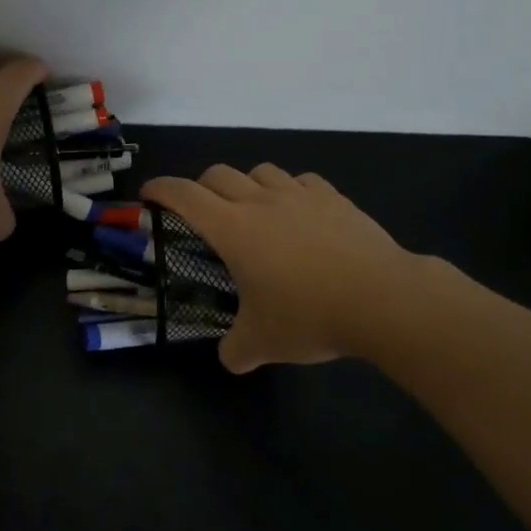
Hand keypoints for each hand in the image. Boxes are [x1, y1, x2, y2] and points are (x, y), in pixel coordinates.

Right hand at [142, 165, 424, 372]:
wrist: (381, 298)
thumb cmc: (310, 315)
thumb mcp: (264, 343)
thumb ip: (236, 350)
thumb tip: (230, 359)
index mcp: (232, 229)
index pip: (184, 195)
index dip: (162, 189)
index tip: (149, 193)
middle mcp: (260, 202)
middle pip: (218, 174)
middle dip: (201, 186)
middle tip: (202, 211)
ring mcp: (299, 195)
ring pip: (261, 171)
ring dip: (248, 184)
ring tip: (254, 209)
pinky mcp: (333, 198)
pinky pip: (303, 181)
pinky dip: (292, 190)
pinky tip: (300, 212)